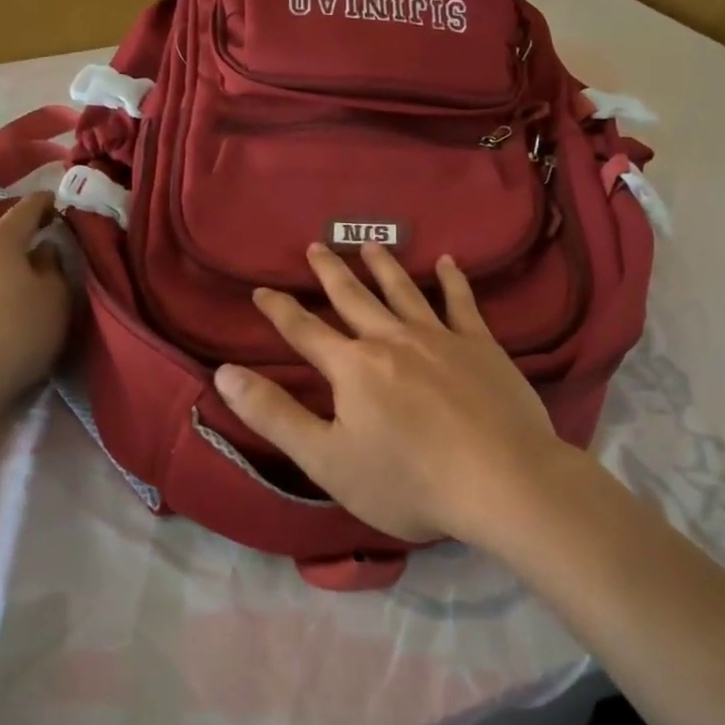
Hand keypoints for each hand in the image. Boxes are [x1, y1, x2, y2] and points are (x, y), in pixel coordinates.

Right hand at [213, 242, 572, 544]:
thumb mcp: (327, 459)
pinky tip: (448, 262)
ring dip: (383, 266)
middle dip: (330, 272)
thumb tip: (224, 374)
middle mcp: (392, 339)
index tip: (262, 290)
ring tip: (369, 245)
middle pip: (353, 298)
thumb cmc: (408, 480)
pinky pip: (461, 302)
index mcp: (352, 367)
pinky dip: (452, 280)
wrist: (501, 480)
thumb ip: (274, 415)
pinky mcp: (481, 345)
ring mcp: (440, 337)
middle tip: (315, 247)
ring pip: (403, 291)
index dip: (280, 310)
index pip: (305, 331)